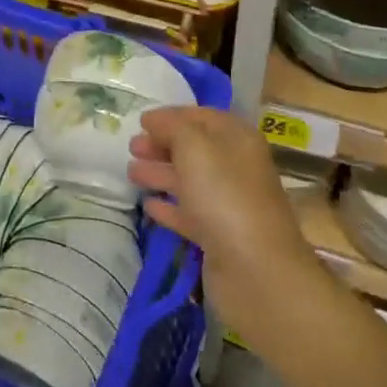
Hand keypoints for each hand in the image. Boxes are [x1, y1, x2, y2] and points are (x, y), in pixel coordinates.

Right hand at [127, 107, 325, 338]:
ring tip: (131, 172)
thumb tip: (154, 120)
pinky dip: (169, 207)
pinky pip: (189, 213)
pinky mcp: (218, 236)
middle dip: (162, 144)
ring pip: (189, 180)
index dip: (171, 116)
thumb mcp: (195, 146)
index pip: (201, 116)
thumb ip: (172, 127)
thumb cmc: (224, 195)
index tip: (141, 120)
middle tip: (132, 147)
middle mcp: (235, 167)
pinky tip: (148, 205)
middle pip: (194, 148)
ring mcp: (228, 203)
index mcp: (237, 138)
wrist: (255, 270)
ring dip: (160, 173)